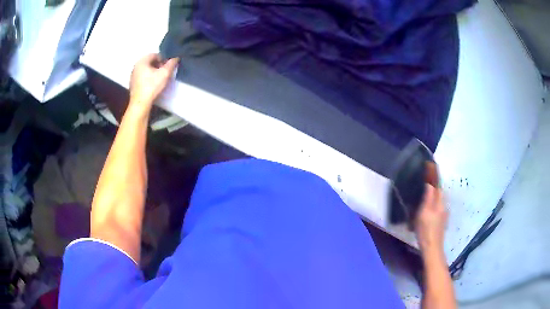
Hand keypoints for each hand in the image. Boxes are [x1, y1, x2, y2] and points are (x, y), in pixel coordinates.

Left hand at [128, 54, 178, 114]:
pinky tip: (152, 85)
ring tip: (159, 79)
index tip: (168, 67)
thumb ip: (171, 64)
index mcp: (142, 61)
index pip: (155, 55)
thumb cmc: (151, 86)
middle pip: (150, 62)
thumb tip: (176, 58)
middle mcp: (136, 66)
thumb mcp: (165, 74)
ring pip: (145, 69)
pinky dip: (147, 78)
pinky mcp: (132, 84)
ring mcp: (133, 75)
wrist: (140, 103)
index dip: (163, 59)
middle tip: (164, 72)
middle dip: (158, 65)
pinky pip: (142, 77)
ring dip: (153, 72)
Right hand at [415, 184, 447, 255]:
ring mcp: (443, 215)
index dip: (435, 177)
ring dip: (433, 196)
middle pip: (439, 193)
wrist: (432, 247)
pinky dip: (432, 205)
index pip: (438, 186)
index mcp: (440, 203)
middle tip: (427, 180)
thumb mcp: (424, 212)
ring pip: (438, 201)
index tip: (431, 167)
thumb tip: (429, 183)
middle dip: (434, 186)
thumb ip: (428, 198)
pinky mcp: (440, 222)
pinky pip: (437, 208)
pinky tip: (427, 210)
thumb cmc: (426, 230)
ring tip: (425, 194)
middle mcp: (443, 207)